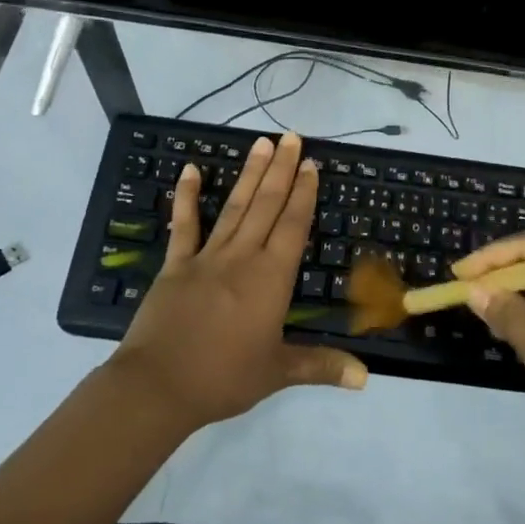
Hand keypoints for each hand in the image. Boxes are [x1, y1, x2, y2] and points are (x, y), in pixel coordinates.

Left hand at [110, 132, 366, 429]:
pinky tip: (191, 169)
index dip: (303, 193)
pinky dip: (187, 197)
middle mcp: (242, 257)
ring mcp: (206, 257)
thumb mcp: (277, 373)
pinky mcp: (176, 265)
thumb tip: (366, 378)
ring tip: (261, 143)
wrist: (158, 386)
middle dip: (281, 170)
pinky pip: (184, 225)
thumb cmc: (223, 378)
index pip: (293, 225)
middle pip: (267, 205)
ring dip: (249, 174)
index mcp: (271, 278)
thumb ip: (321, 366)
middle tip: (290, 137)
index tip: (310, 164)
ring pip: (235, 207)